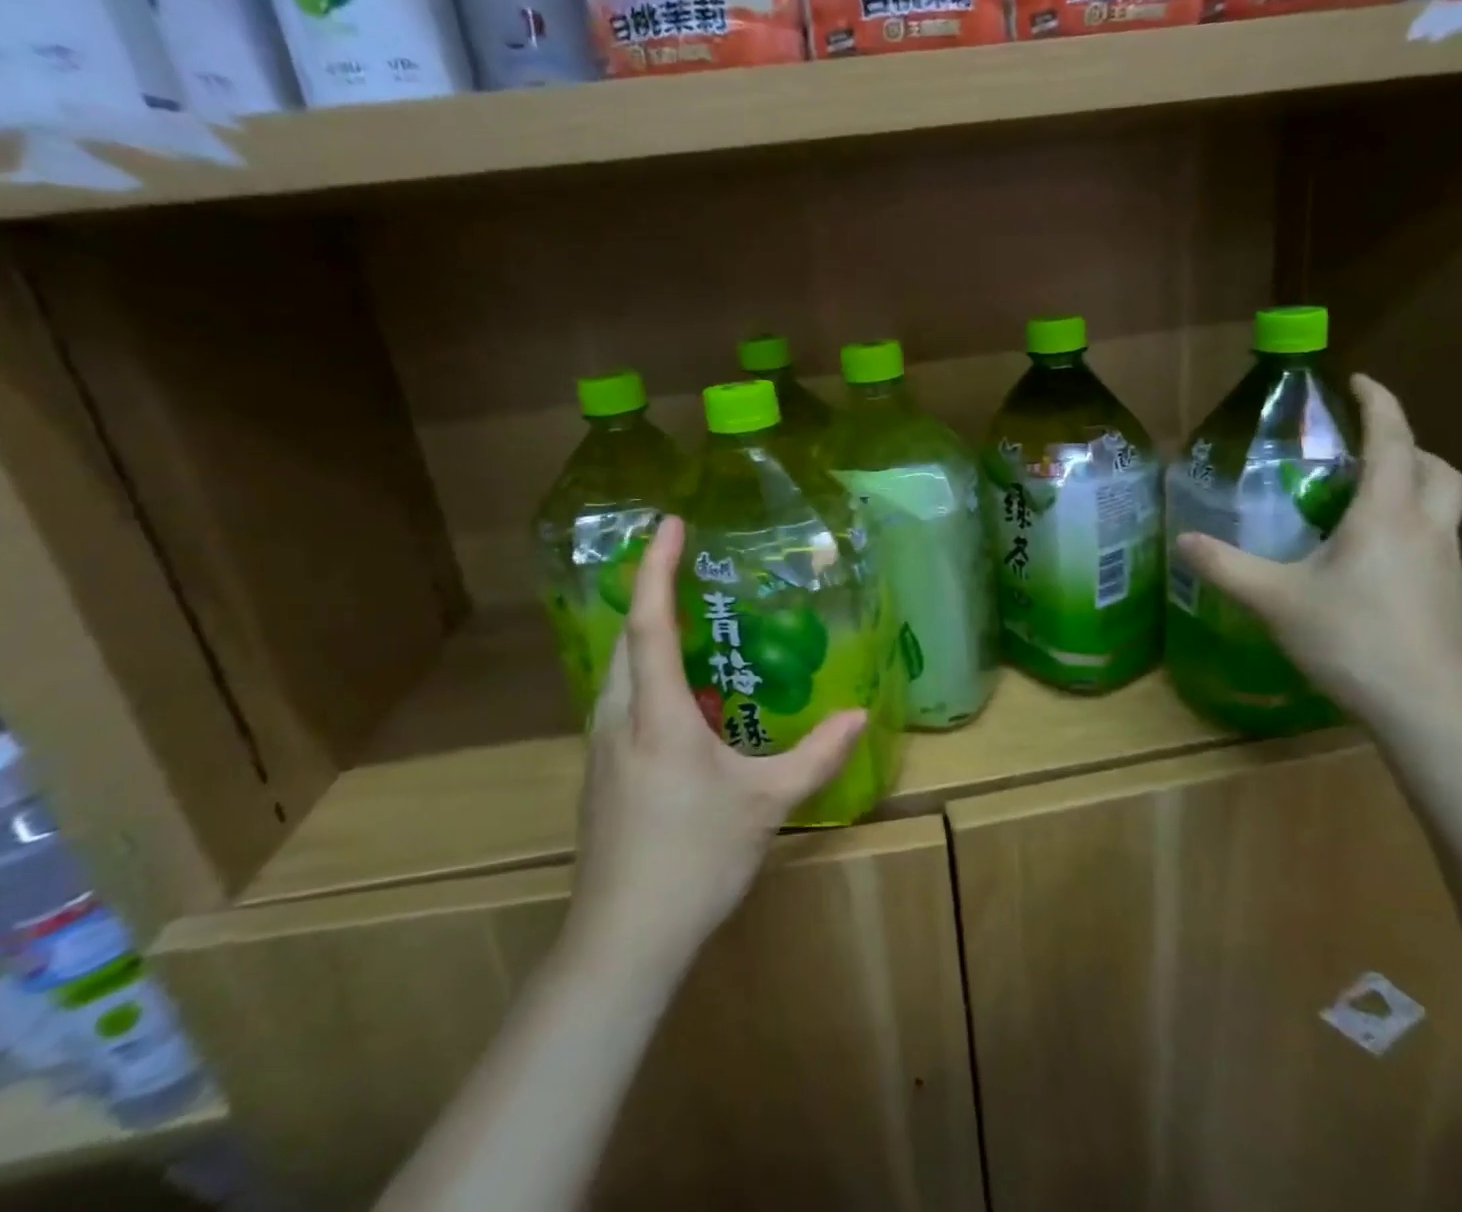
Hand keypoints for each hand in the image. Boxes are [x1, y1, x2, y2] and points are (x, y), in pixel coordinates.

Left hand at [565, 516, 865, 967]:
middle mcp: (620, 717)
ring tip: (691, 626)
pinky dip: (646, 676)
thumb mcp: (768, 803)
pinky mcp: (600, 773)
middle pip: (627, 637)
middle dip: (651, 593)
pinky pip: (621, 701)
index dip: (656, 566)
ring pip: (618, 670)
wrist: (622, 940)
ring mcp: (602, 747)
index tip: (669, 523)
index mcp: (657, 714)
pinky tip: (683, 700)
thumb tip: (860, 715)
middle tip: (689, 569)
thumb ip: (816, 755)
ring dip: (647, 636)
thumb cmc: (695, 858)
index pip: (650, 620)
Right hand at [1175, 375, 1461, 731]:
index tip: (1358, 379)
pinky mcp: (1450, 594)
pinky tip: (1373, 557)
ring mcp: (1447, 562)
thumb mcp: (1274, 599)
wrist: (1424, 707)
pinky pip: (1436, 538)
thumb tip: (1182, 541)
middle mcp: (1426, 528)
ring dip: (1414, 484)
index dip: (1378, 403)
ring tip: (1365, 498)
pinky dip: (1411, 524)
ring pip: (1443, 503)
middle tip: (1365, 447)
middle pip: (1436, 467)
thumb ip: (1226, 567)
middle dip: (1405, 444)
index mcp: (1386, 515)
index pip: (1392, 440)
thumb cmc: (1351, 639)